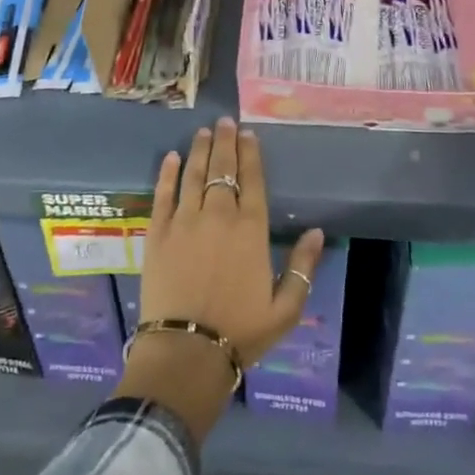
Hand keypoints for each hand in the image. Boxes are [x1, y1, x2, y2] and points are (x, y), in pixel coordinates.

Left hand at [120, 118, 323, 437]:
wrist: (186, 352)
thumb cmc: (241, 332)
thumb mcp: (286, 309)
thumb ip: (303, 267)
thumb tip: (316, 232)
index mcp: (251, 230)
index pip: (253, 180)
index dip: (251, 154)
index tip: (249, 134)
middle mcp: (219, 215)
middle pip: (222, 169)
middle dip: (225, 142)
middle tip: (224, 121)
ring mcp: (185, 221)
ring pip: (193, 174)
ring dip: (199, 150)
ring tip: (203, 131)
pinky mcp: (158, 233)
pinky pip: (162, 194)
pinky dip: (166, 173)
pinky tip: (170, 157)